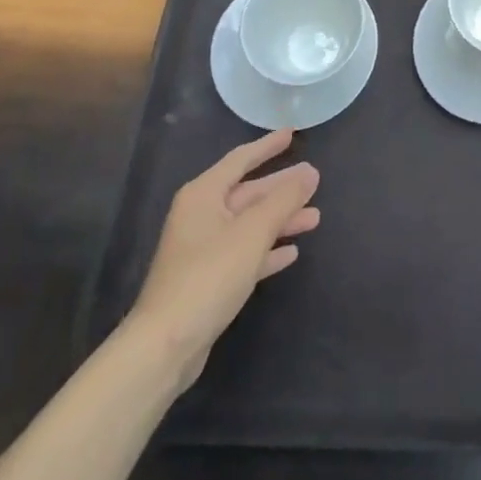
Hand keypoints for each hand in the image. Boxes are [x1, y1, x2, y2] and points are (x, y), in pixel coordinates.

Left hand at [126, 129, 319, 391]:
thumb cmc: (209, 275)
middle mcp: (200, 217)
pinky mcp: (207, 280)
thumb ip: (284, 199)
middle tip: (315, 180)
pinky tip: (290, 253)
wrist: (165, 346)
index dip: (267, 146)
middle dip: (282, 188)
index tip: (293, 134)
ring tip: (314, 218)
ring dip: (281, 220)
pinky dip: (266, 250)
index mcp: (203, 195)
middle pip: (248, 193)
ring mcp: (202, 250)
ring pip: (249, 224)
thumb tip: (310, 172)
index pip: (240, 160)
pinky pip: (244, 253)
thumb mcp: (253, 232)